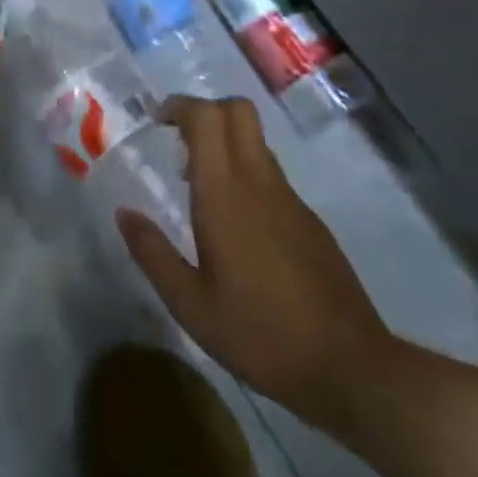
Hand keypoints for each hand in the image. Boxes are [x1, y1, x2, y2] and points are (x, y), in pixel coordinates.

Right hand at [118, 95, 394, 431]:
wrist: (353, 370)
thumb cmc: (262, 335)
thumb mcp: (191, 305)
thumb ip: (153, 253)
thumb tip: (124, 213)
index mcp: (225, 193)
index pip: (207, 116)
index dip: (179, 106)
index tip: (156, 120)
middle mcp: (260, 182)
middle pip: (237, 111)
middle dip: (204, 111)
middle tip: (176, 140)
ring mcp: (291, 200)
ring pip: (255, 142)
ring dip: (223, 143)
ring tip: (196, 185)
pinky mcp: (310, 222)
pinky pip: (270, 175)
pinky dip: (244, 174)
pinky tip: (235, 225)